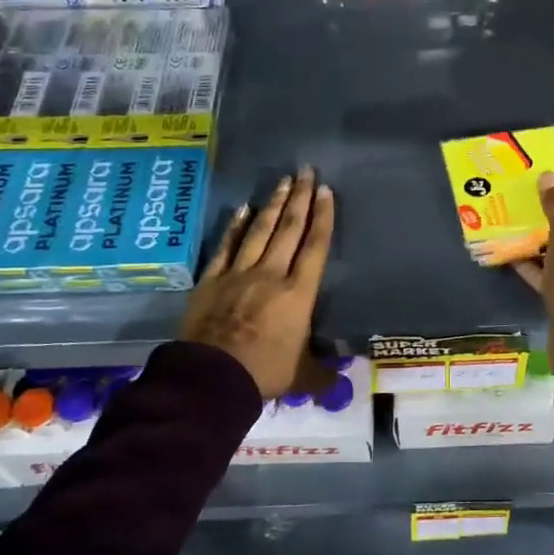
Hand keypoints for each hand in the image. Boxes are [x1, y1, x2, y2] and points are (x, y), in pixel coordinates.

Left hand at [178, 168, 334, 397]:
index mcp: (299, 293)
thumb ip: (322, 373)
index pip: (315, 246)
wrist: (211, 378)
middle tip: (306, 171)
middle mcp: (271, 274)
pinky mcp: (211, 280)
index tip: (326, 191)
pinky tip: (243, 209)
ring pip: (259, 231)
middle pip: (289, 229)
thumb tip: (342, 383)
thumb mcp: (301, 375)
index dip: (323, 217)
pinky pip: (226, 246)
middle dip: (299, 198)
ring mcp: (239, 274)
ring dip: (272, 204)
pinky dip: (235, 227)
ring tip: (282, 182)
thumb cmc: (264, 373)